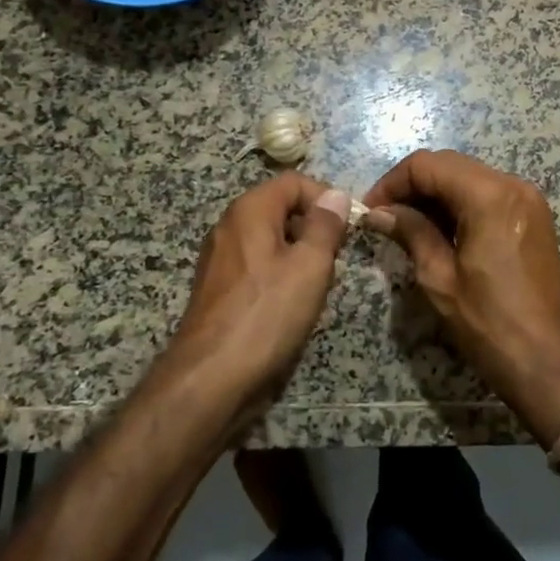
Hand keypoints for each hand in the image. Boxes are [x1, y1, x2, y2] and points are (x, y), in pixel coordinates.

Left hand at [163, 173, 351, 429]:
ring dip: (299, 253)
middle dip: (313, 226)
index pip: (294, 182)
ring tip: (318, 283)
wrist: (210, 378)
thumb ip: (325, 226)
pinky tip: (291, 304)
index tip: (349, 227)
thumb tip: (335, 195)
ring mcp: (220, 258)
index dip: (326, 197)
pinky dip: (279, 274)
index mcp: (249, 210)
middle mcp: (229, 226)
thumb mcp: (310, 266)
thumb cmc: (266, 314)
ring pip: (270, 239)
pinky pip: (257, 265)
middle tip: (337, 257)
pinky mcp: (218, 288)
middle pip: (280, 208)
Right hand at [363, 150, 559, 445]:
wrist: (551, 365)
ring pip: (468, 178)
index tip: (369, 210)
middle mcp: (512, 185)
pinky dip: (458, 204)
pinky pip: (487, 195)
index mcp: (490, 195)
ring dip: (434, 195)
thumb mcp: (440, 279)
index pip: (427, 165)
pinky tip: (437, 231)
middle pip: (449, 165)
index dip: (392, 182)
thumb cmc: (491, 325)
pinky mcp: (533, 217)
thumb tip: (378, 213)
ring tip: (405, 226)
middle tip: (383, 218)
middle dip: (412, 186)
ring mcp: (527, 200)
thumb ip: (410, 233)